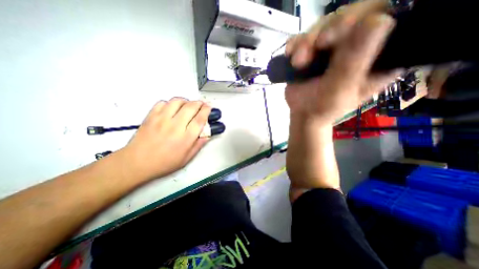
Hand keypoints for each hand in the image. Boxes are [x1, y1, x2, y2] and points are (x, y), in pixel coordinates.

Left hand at [120, 98, 209, 180]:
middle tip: (201, 105)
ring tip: (188, 105)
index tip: (209, 108)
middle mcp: (175, 126)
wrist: (137, 163)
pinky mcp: (151, 116)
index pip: (200, 119)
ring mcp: (162, 119)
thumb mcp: (186, 158)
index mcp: (185, 138)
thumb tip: (207, 135)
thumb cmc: (163, 163)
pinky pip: (162, 102)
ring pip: (177, 101)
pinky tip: (172, 108)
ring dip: (186, 101)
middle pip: (191, 107)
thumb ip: (198, 145)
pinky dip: (170, 103)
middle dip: (199, 103)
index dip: (206, 111)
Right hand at [283, 0, 400, 123]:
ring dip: (306, 41)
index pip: (383, 19)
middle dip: (328, 29)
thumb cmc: (324, 108)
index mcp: (377, 55)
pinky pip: (304, 36)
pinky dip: (295, 43)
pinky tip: (290, 54)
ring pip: (324, 24)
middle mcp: (358, 46)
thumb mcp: (341, 90)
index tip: (340, 33)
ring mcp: (333, 47)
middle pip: (350, 16)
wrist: (303, 115)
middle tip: (315, 46)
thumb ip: (355, 62)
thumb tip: (376, 21)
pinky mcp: (313, 51)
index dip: (363, 18)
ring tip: (297, 63)